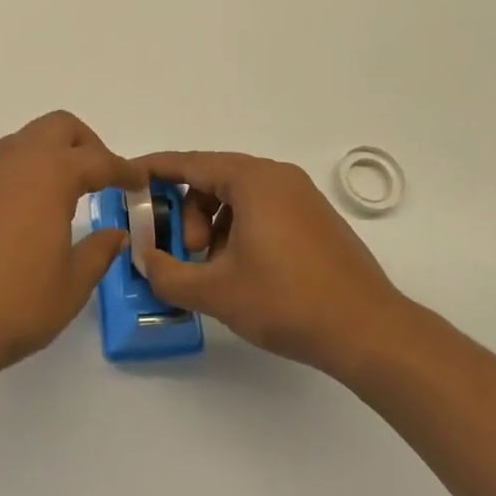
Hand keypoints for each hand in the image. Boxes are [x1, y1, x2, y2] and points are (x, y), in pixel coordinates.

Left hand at [0, 111, 131, 383]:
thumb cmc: (13, 306)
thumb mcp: (71, 286)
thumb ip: (98, 252)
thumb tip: (114, 234)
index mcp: (49, 176)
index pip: (97, 160)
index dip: (123, 169)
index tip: (137, 180)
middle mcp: (11, 161)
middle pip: (56, 127)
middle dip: (83, 144)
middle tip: (96, 177)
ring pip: (17, 145)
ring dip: (42, 160)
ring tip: (51, 201)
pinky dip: (8, 182)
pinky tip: (6, 222)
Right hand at [132, 150, 405, 376]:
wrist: (369, 331)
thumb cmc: (287, 301)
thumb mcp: (216, 291)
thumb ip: (167, 273)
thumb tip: (144, 259)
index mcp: (252, 179)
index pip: (189, 163)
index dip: (153, 171)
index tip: (126, 178)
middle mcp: (277, 176)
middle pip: (212, 179)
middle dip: (187, 213)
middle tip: (184, 253)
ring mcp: (301, 196)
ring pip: (238, 197)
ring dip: (212, 225)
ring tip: (212, 268)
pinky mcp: (315, 219)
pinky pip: (262, 210)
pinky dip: (239, 230)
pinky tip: (240, 270)